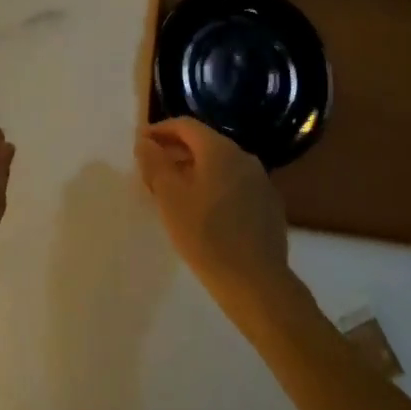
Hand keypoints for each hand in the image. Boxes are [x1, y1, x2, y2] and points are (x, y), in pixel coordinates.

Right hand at [135, 118, 294, 325]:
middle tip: (153, 170)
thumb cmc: (206, 236)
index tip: (141, 145)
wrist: (258, 284)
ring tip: (175, 192)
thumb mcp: (170, 198)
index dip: (160, 130)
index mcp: (219, 149)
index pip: (185, 125)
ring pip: (221, 164)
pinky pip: (235, 183)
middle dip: (176, 151)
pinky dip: (215, 186)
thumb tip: (145, 142)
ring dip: (195, 170)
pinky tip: (205, 211)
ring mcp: (260, 181)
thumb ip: (154, 163)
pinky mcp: (269, 204)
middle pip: (204, 142)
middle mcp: (243, 156)